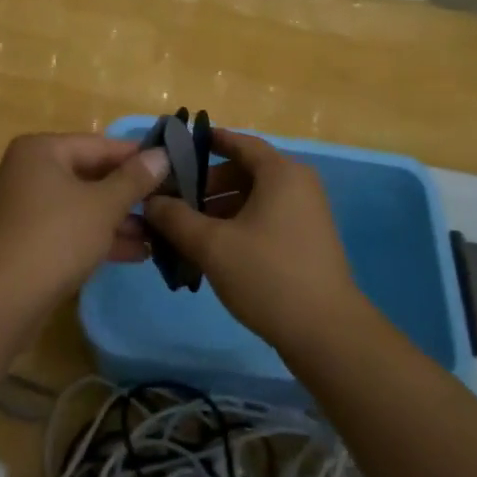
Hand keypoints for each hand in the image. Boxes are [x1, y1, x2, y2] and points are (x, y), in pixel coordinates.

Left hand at [0, 133, 171, 304]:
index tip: (175, 166)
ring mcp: (29, 208)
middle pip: (92, 175)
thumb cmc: (56, 238)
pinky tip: (139, 253)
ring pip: (84, 205)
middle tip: (171, 202)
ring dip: (121, 219)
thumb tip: (162, 154)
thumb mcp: (103, 205)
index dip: (138, 157)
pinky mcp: (31, 240)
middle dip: (130, 193)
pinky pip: (73, 229)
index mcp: (42, 150)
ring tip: (161, 233)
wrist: (2, 300)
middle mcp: (32, 171)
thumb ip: (134, 179)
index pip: (100, 145)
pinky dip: (101, 237)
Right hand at [143, 129, 365, 353]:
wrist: (326, 333)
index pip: (239, 143)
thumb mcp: (212, 245)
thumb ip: (176, 218)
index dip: (206, 143)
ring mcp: (306, 213)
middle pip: (244, 172)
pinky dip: (238, 225)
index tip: (175, 149)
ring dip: (219, 210)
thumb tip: (150, 200)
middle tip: (173, 201)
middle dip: (206, 185)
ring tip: (186, 231)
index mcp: (281, 173)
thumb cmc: (267, 276)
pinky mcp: (307, 240)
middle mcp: (298, 184)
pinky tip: (213, 251)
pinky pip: (266, 219)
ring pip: (253, 198)